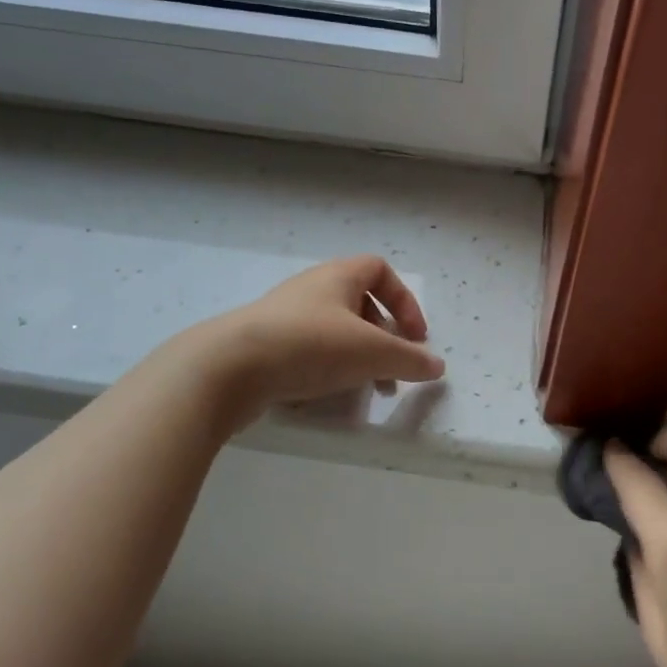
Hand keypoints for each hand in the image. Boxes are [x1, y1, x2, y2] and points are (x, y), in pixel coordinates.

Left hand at [190, 256, 445, 424]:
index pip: (380, 271)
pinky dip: (324, 370)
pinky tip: (324, 396)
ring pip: (334, 332)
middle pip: (359, 305)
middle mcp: (311, 289)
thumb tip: (437, 366)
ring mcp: (284, 317)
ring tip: (365, 391)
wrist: (229, 368)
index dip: (405, 301)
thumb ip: (409, 359)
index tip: (415, 337)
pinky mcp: (264, 345)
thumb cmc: (310, 346)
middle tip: (393, 371)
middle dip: (383, 339)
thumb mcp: (372, 352)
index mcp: (338, 276)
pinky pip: (306, 352)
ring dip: (357, 358)